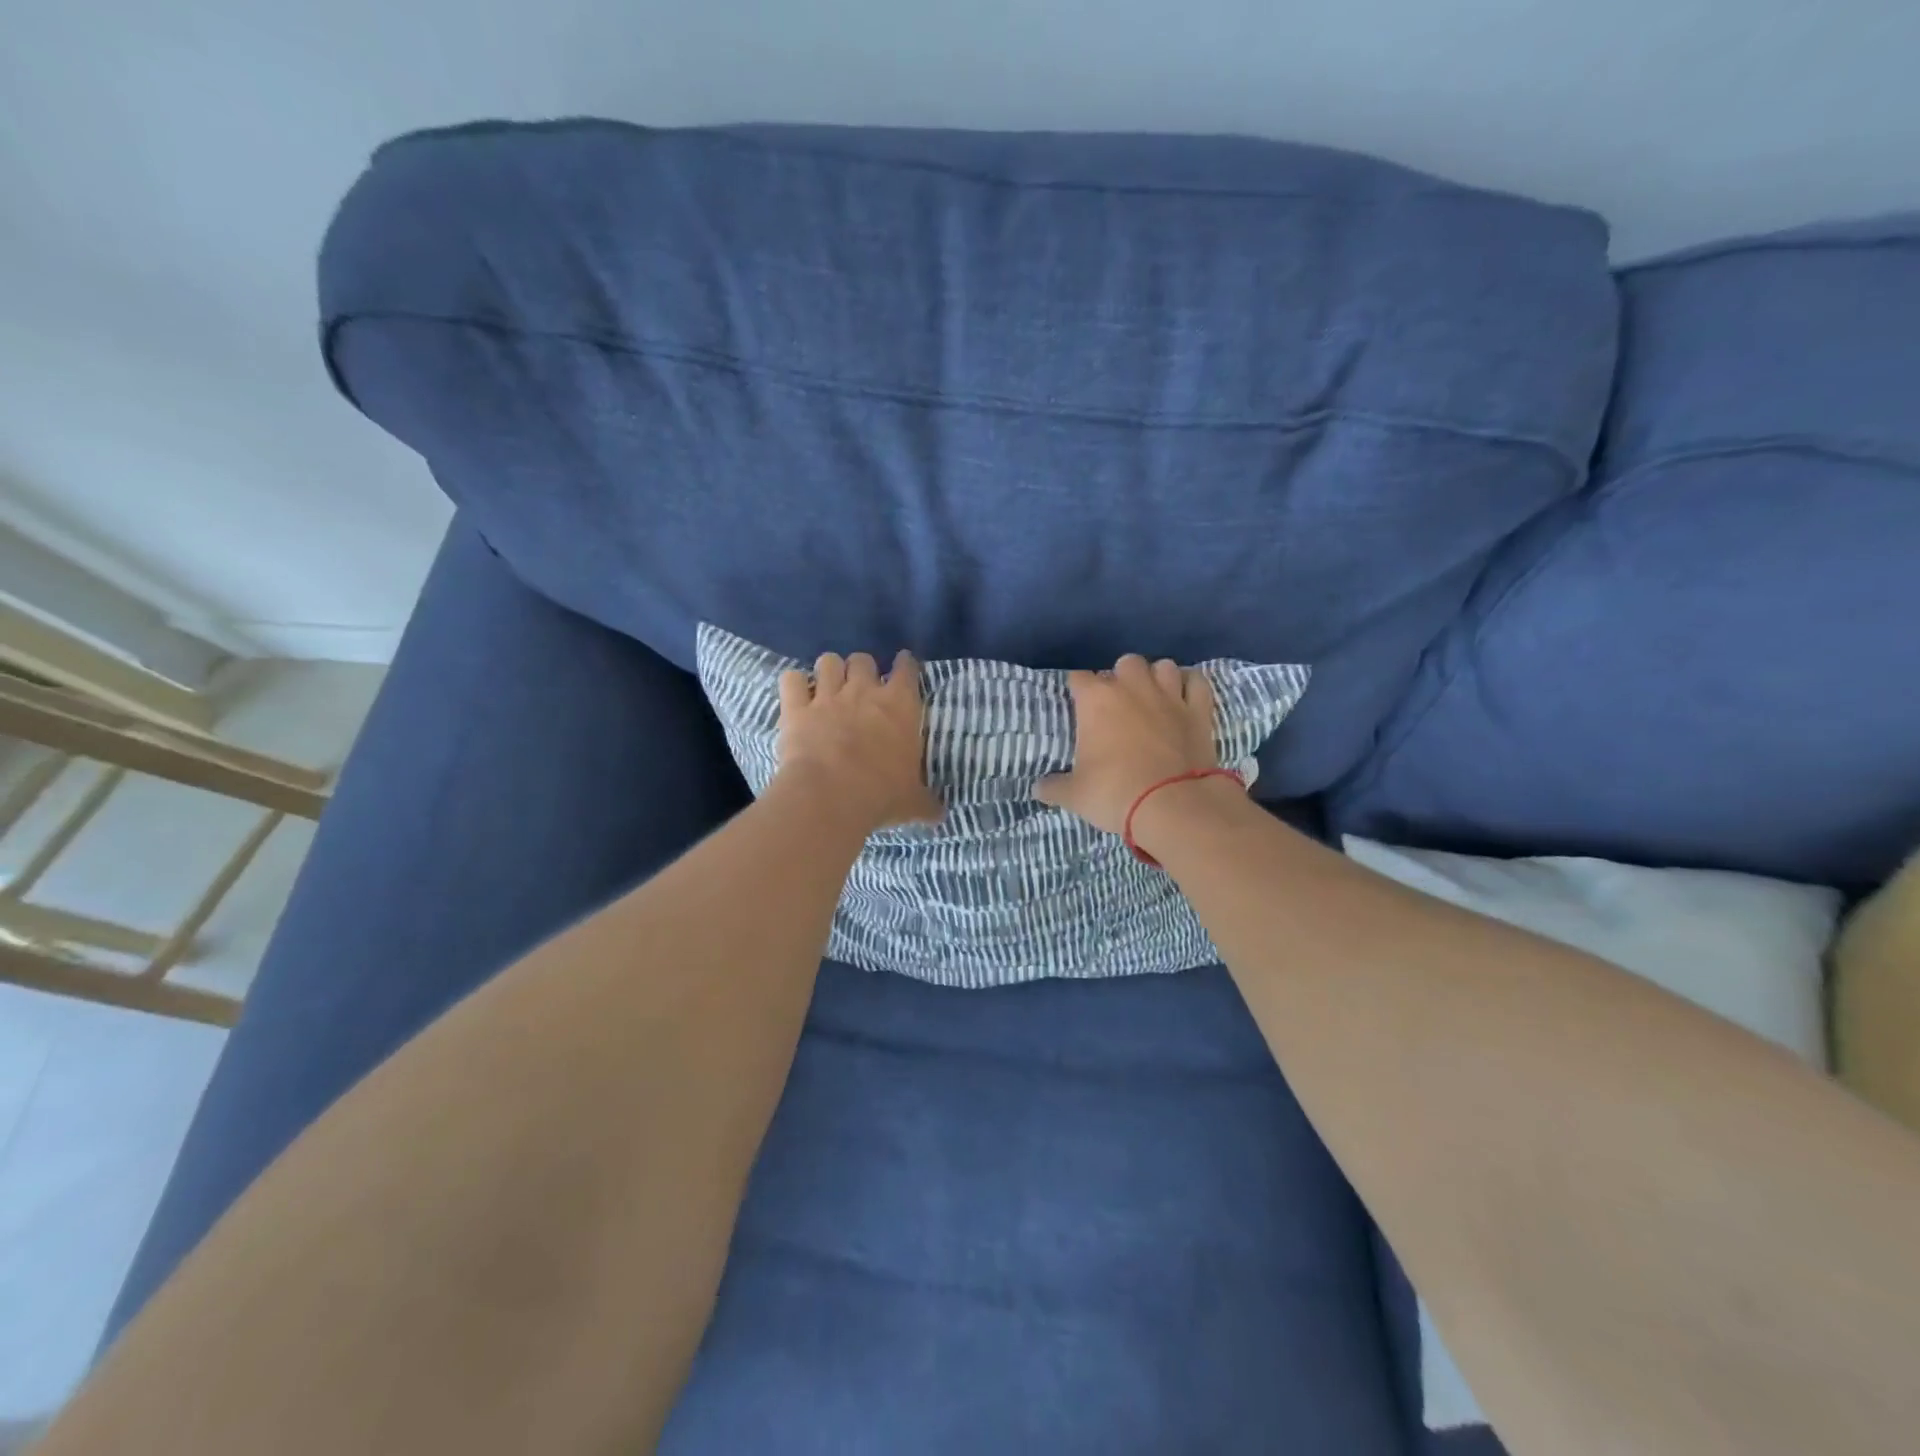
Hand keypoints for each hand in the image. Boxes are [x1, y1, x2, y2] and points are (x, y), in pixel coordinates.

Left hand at [776, 651, 942, 833]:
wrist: (831, 796)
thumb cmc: (881, 794)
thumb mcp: (913, 802)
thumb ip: (926, 802)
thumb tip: (939, 814)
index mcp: (901, 706)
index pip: (907, 669)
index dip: (905, 664)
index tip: (903, 666)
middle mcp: (864, 691)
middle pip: (863, 659)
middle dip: (862, 669)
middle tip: (860, 687)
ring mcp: (828, 696)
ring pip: (828, 661)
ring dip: (829, 671)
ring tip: (828, 686)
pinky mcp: (796, 708)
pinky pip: (791, 679)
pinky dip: (794, 684)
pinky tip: (796, 695)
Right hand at [1035, 655, 1226, 836]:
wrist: (1174, 805)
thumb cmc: (1115, 794)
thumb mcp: (1075, 795)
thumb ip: (1053, 787)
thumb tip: (1038, 788)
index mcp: (1097, 700)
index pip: (1078, 678)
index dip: (1076, 690)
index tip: (1076, 705)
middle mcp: (1133, 687)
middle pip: (1125, 663)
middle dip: (1120, 677)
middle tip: (1117, 703)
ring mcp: (1169, 695)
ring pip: (1163, 666)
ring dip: (1156, 678)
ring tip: (1151, 697)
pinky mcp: (1199, 710)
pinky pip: (1197, 682)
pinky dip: (1190, 686)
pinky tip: (1184, 697)